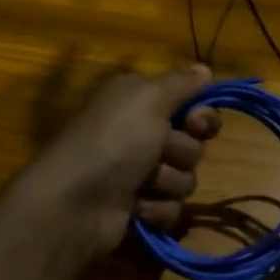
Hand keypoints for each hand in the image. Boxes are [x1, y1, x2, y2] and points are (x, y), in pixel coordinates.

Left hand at [18, 64, 220, 258]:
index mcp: (140, 100)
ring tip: (141, 184)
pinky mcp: (139, 208)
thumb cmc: (113, 141)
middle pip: (193, 143)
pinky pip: (172, 209)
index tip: (196, 123)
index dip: (202, 116)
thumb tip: (205, 70)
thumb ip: (182, 82)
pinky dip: (155, 209)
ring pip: (185, 178)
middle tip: (159, 151)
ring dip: (167, 182)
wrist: (74, 205)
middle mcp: (140, 132)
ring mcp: (139, 173)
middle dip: (181, 151)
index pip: (192, 104)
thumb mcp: (148, 97)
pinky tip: (134, 207)